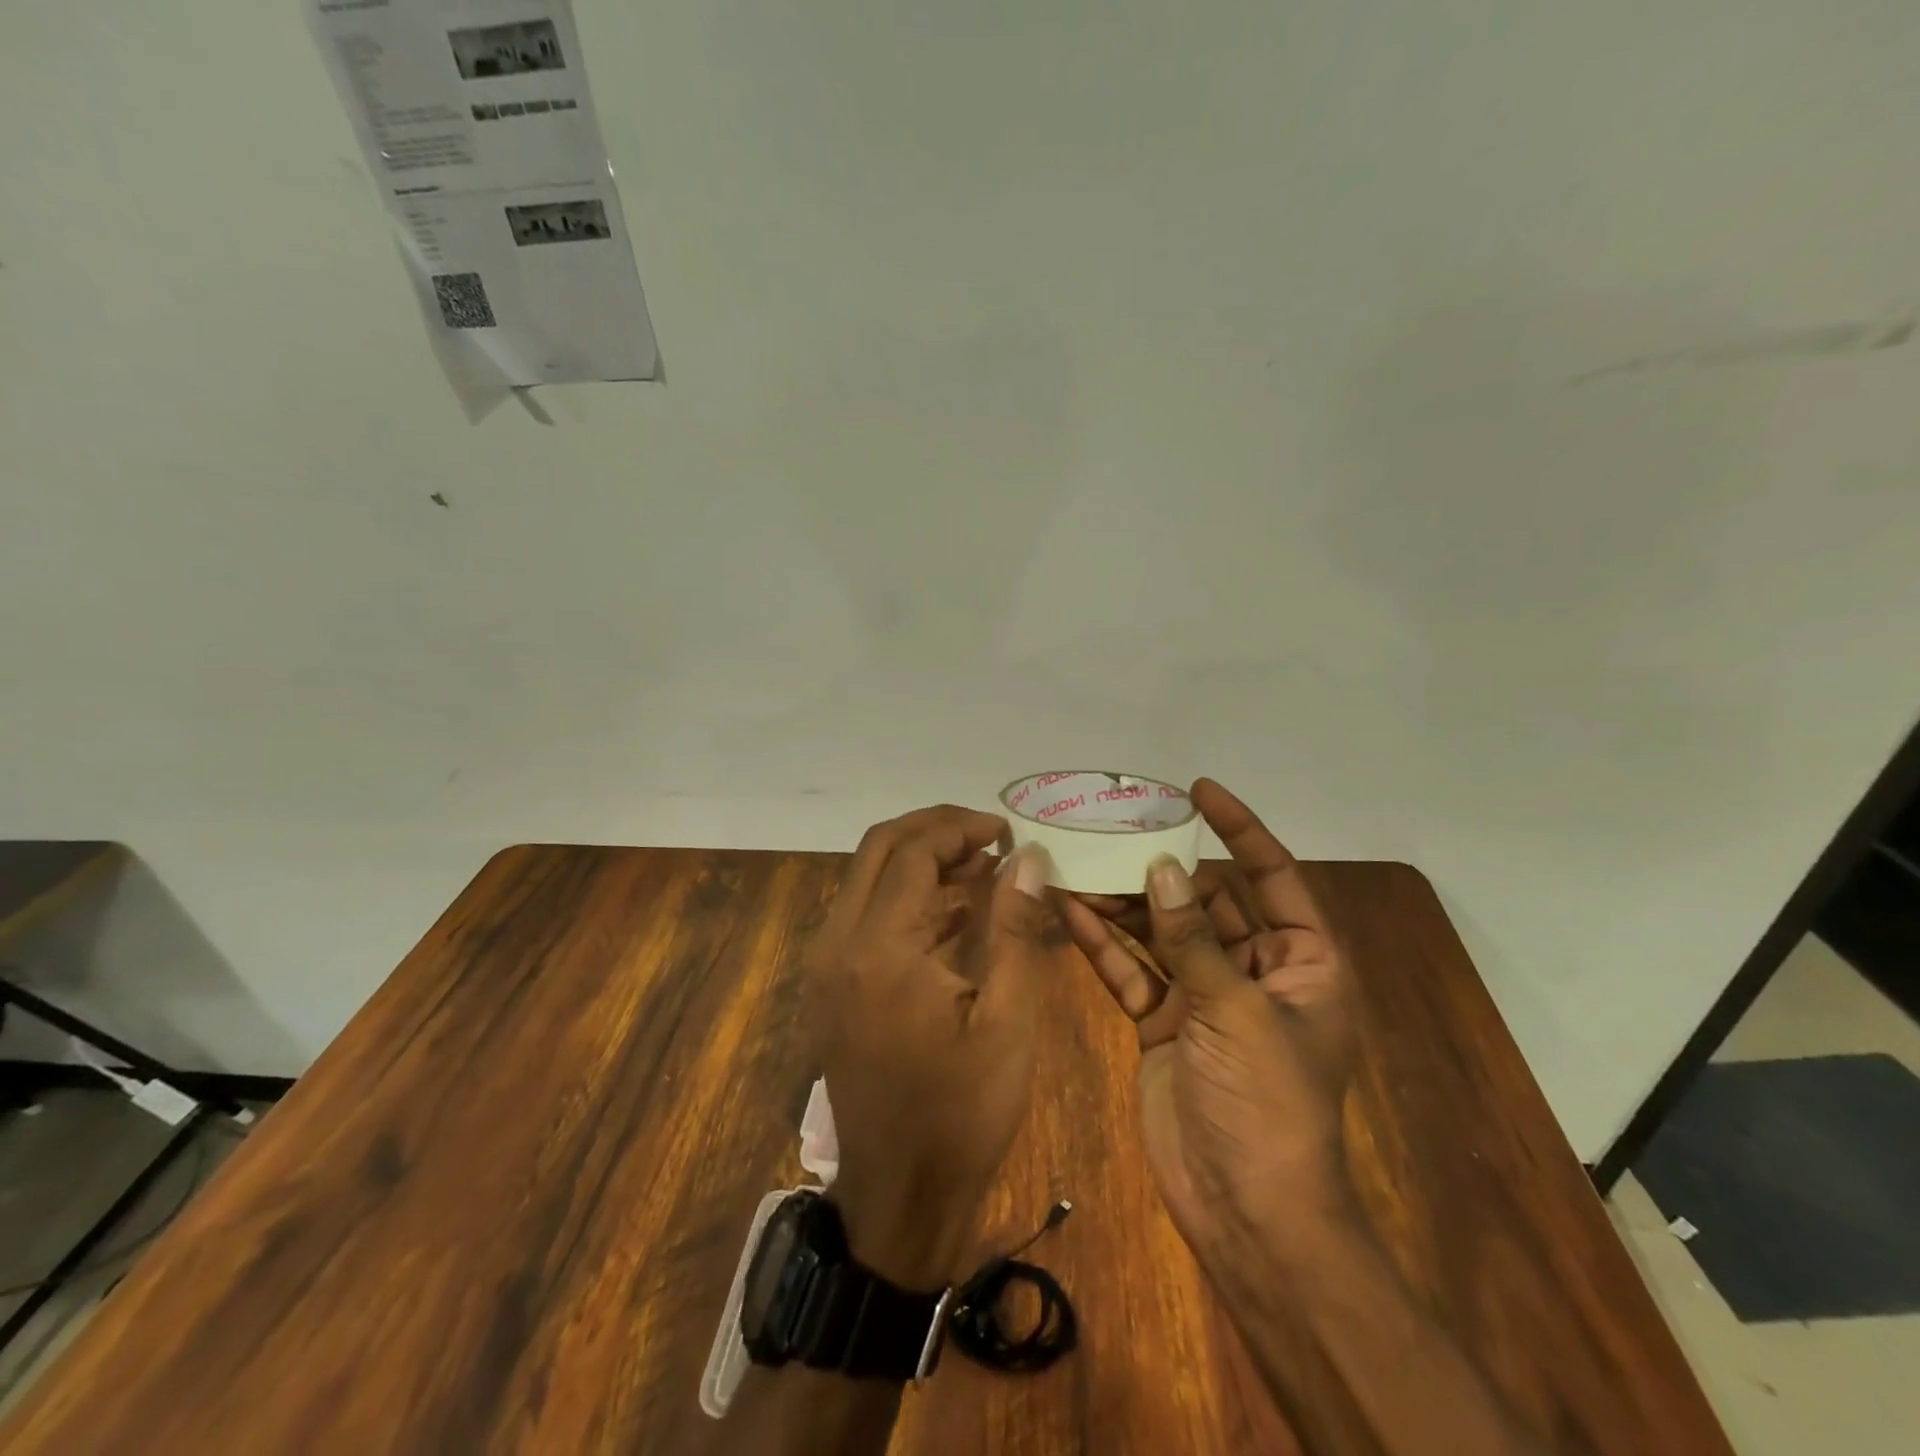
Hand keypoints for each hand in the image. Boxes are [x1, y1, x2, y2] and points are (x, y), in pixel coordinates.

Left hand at [803, 806, 1054, 1288]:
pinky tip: (957, 910)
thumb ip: (1016, 927)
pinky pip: (865, 912)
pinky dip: (907, 896)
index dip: (963, 828)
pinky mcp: (831, 982)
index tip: (1010, 832)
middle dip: (936, 830)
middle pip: (879, 848)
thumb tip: (1029, 856)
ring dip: (922, 860)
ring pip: (867, 876)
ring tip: (984, 866)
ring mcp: (827, 962)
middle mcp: (838, 942)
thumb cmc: (962, 1113)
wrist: (899, 1197)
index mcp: (879, 949)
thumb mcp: (1009, 1020)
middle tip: (992, 837)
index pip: (914, 852)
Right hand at [1059, 779, 1357, 1270]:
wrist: (1245, 1211)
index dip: (1240, 829)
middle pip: (1204, 900)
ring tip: (1080, 862)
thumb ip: (1193, 939)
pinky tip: (1068, 910)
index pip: (1272, 876)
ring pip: (1160, 932)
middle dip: (1162, 866)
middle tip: (1116, 826)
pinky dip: (1103, 944)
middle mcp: (1253, 969)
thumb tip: (1164, 868)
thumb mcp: (1236, 1012)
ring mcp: (1204, 996)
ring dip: (1123, 901)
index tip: (1199, 791)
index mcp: (1302, 961)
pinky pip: (1131, 970)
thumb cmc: (1267, 1104)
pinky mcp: (1163, 1021)